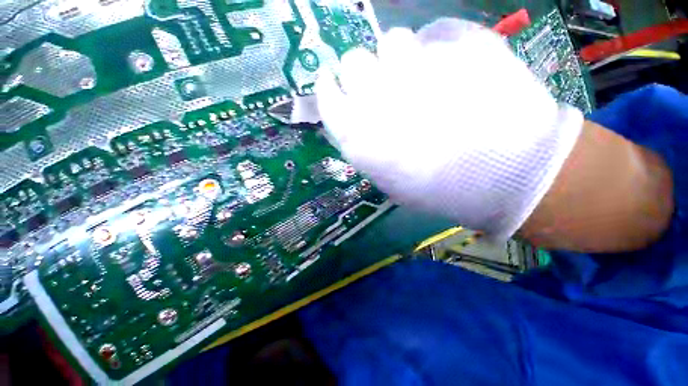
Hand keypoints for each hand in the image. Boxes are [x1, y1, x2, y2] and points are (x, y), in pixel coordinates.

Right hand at [316, 19, 582, 240]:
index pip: (327, 97)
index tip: (332, 81)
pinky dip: (435, 51)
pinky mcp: (458, 47)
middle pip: (352, 61)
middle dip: (360, 70)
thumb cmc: (440, 190)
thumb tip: (356, 122)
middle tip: (379, 85)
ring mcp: (418, 68)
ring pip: (390, 41)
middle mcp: (378, 98)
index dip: (328, 86)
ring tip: (419, 78)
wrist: (506, 175)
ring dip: (397, 59)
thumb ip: (367, 149)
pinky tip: (451, 71)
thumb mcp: (390, 182)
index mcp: (359, 135)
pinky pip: (434, 36)